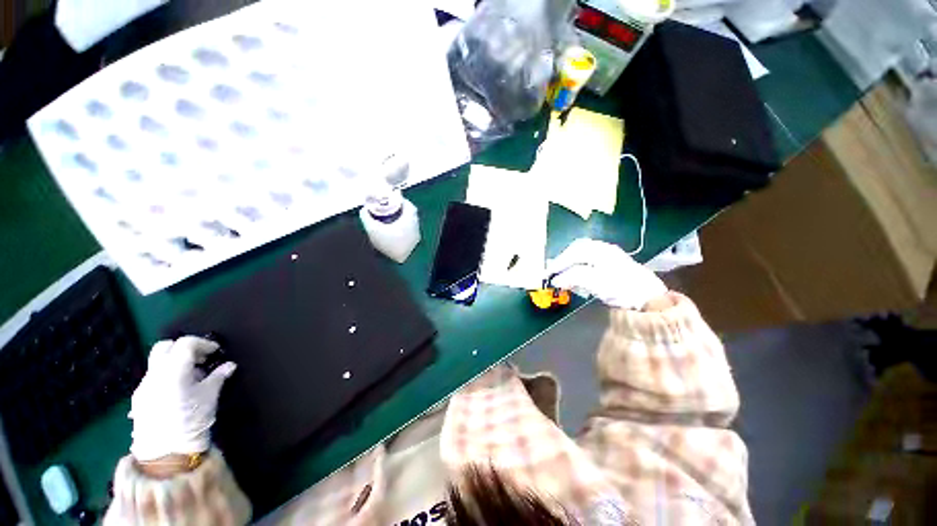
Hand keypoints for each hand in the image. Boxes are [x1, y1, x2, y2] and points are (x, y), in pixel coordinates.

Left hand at [129, 336, 235, 461]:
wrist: (169, 456)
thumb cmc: (192, 427)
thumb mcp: (208, 402)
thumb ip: (217, 380)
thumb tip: (229, 366)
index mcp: (174, 368)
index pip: (187, 343)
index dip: (202, 344)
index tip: (214, 351)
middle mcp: (156, 369)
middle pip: (166, 346)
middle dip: (182, 348)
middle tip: (197, 361)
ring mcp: (145, 382)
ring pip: (157, 362)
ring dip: (171, 363)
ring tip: (186, 379)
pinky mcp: (139, 396)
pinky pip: (152, 379)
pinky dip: (164, 380)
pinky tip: (173, 396)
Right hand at [546, 239, 667, 309]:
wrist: (649, 297)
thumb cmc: (623, 289)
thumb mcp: (597, 283)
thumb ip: (576, 277)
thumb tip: (556, 279)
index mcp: (600, 250)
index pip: (573, 252)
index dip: (559, 263)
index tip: (547, 275)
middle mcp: (605, 249)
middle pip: (579, 249)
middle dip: (564, 260)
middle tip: (553, 273)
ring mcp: (612, 256)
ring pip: (586, 254)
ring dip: (572, 263)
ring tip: (563, 276)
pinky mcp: (616, 266)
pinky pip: (593, 261)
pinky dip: (581, 267)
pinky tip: (580, 278)